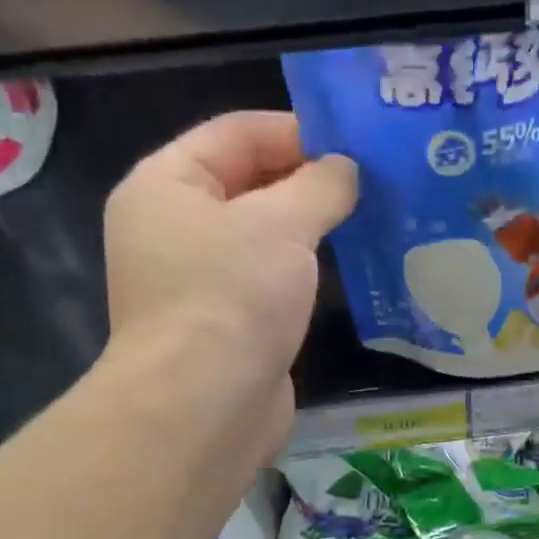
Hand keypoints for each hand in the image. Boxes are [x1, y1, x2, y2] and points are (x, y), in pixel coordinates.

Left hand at [102, 111, 355, 461]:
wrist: (205, 409)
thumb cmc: (231, 298)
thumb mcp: (281, 224)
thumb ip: (320, 186)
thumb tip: (345, 170)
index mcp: (166, 185)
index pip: (234, 133)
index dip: (295, 129)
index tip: (356, 142)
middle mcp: (173, 228)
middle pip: (247, 183)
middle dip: (307, 180)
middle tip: (373, 180)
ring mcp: (199, 281)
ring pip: (262, 236)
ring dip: (310, 227)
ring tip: (369, 218)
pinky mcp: (228, 324)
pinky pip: (269, 280)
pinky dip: (303, 270)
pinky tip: (347, 268)